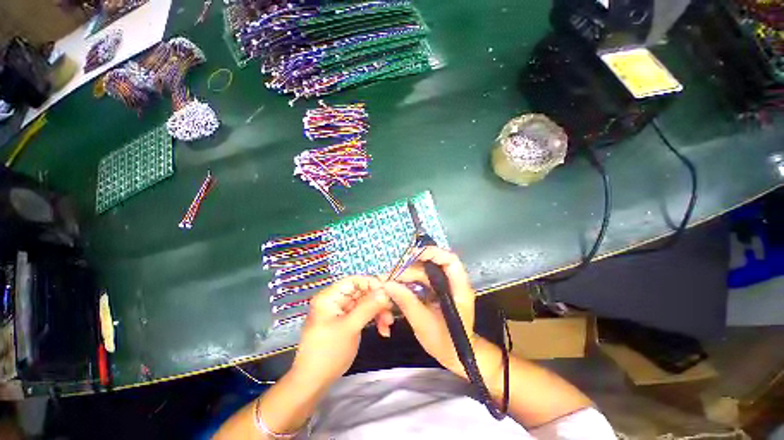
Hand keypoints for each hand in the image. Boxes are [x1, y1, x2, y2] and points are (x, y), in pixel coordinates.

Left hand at [291, 276, 391, 387]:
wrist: (314, 382)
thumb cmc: (328, 352)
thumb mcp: (350, 327)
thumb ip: (368, 307)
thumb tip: (385, 292)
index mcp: (330, 296)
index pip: (354, 280)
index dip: (372, 284)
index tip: (388, 293)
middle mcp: (335, 300)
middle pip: (362, 292)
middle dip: (377, 302)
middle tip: (390, 314)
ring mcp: (341, 311)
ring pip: (365, 303)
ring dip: (378, 312)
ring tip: (387, 326)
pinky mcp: (347, 321)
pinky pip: (364, 313)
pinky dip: (374, 319)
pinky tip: (382, 330)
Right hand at [383, 247, 476, 375]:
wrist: (456, 357)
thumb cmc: (446, 343)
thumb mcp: (424, 324)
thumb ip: (407, 302)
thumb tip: (388, 285)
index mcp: (459, 289)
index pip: (450, 260)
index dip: (432, 253)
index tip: (411, 255)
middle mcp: (453, 283)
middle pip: (432, 265)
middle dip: (412, 268)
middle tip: (392, 275)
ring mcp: (445, 287)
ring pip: (425, 273)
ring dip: (408, 275)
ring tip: (391, 281)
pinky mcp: (437, 292)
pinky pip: (422, 281)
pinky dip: (410, 282)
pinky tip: (398, 286)